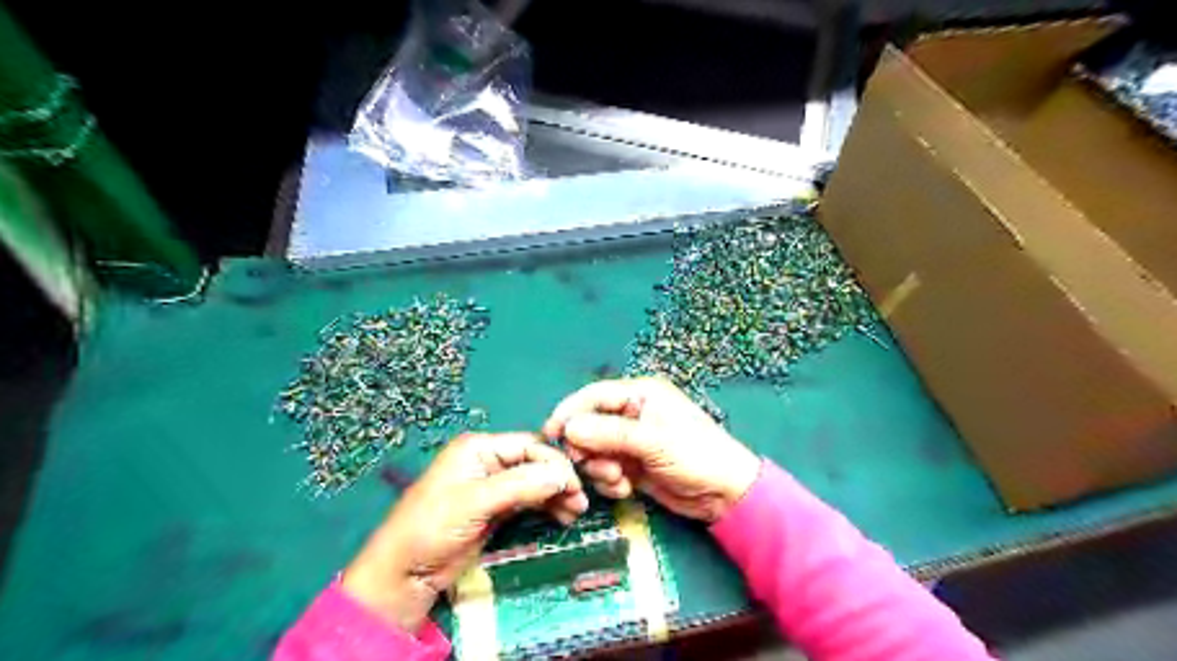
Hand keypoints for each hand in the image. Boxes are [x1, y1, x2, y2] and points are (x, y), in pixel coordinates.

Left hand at [347, 434, 591, 630]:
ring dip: (557, 495)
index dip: (554, 462)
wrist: (405, 572)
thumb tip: (563, 475)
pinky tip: (562, 517)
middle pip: (535, 463)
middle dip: (559, 480)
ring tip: (576, 513)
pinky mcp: (497, 509)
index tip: (575, 484)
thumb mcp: (476, 501)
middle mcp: (489, 462)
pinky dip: (547, 507)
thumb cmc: (433, 526)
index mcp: (480, 448)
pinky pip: (529, 501)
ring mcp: (494, 486)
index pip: (528, 445)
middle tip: (580, 502)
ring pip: (535, 483)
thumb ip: (520, 485)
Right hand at [542, 379, 762, 524]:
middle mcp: (633, 414)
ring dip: (600, 468)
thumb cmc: (696, 455)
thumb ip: (610, 433)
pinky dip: (610, 481)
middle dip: (586, 448)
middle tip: (586, 465)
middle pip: (590, 425)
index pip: (595, 396)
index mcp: (641, 394)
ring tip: (618, 479)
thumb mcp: (653, 441)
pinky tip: (626, 489)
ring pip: (596, 451)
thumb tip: (568, 429)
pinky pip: (607, 470)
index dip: (570, 412)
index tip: (550, 433)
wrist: (725, 495)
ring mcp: (632, 441)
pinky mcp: (633, 465)